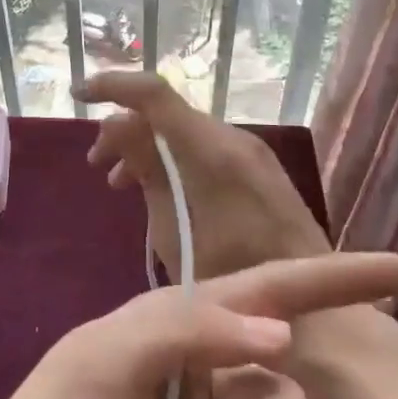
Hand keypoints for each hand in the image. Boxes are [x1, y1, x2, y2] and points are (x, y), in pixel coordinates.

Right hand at [77, 70, 331, 279]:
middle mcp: (231, 139)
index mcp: (211, 150)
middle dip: (124, 129)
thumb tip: (116, 125)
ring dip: (146, 147)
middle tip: (96, 165)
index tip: (78, 95)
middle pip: (165, 112)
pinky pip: (200, 149)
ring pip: (182, 131)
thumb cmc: (236, 279)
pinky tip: (154, 191)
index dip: (112, 85)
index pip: (154, 93)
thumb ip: (147, 172)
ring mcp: (246, 153)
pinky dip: (171, 161)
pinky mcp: (253, 170)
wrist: (319, 313)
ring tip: (117, 183)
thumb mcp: (177, 231)